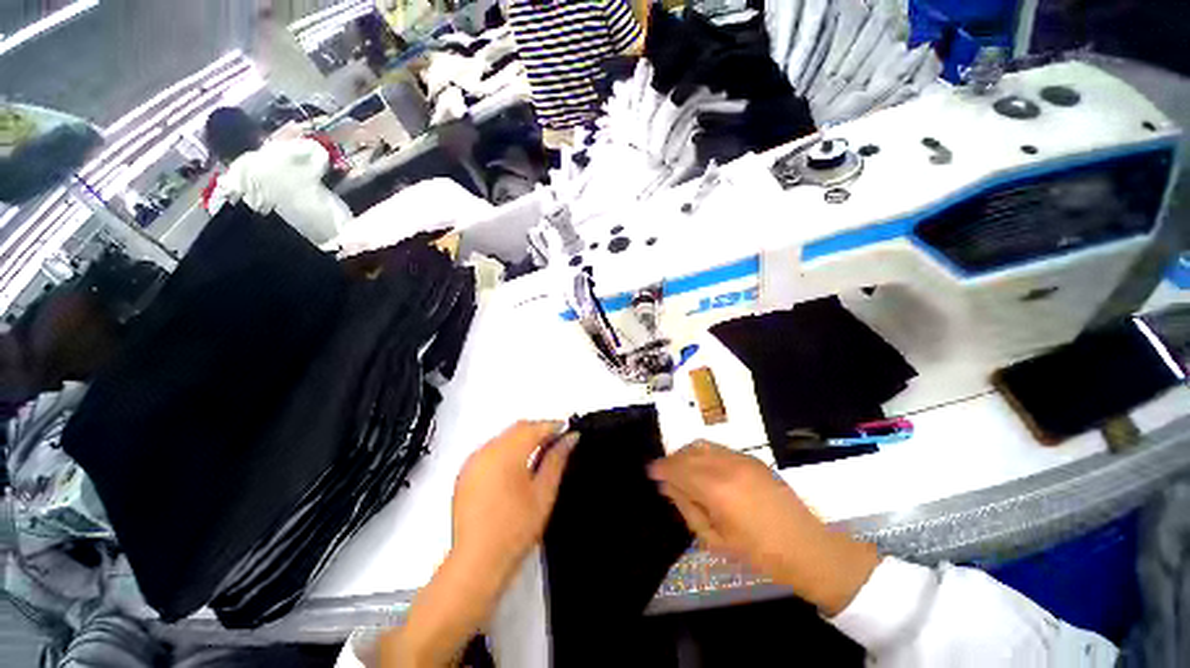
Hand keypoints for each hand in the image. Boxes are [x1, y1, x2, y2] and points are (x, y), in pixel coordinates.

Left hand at [452, 420, 578, 582]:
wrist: (476, 561)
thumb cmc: (516, 527)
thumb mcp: (543, 492)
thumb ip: (556, 459)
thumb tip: (571, 437)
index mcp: (507, 453)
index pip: (534, 428)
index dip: (553, 426)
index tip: (568, 431)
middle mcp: (486, 450)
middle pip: (517, 428)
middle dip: (538, 430)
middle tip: (557, 442)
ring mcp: (472, 461)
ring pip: (503, 437)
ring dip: (522, 439)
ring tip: (539, 454)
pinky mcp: (465, 474)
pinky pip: (490, 450)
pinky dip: (506, 450)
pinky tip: (515, 467)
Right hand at [649, 441, 878, 615]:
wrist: (806, 547)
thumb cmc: (758, 553)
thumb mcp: (715, 539)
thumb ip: (688, 508)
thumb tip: (668, 486)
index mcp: (715, 489)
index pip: (678, 469)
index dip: (661, 468)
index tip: (651, 471)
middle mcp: (726, 466)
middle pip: (688, 453)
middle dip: (672, 460)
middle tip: (665, 473)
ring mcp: (741, 459)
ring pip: (703, 445)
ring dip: (687, 454)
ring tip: (683, 469)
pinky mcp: (752, 459)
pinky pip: (719, 448)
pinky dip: (704, 453)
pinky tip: (705, 468)